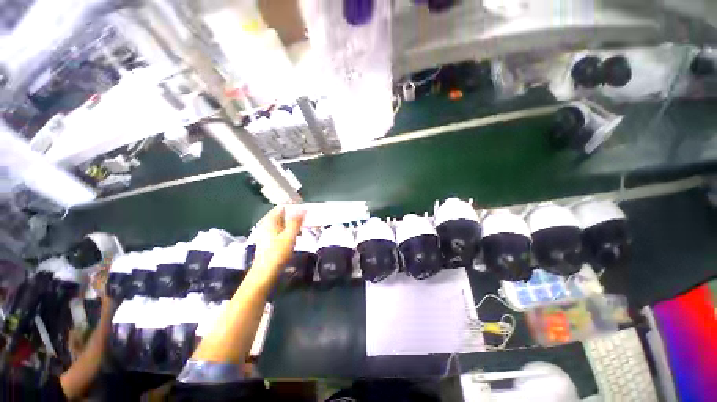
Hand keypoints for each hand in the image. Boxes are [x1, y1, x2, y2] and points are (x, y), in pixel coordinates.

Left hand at [250, 205, 305, 282]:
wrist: (265, 273)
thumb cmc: (277, 253)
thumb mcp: (289, 236)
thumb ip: (296, 221)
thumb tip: (303, 208)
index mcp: (269, 221)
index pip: (282, 206)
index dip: (294, 206)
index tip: (306, 209)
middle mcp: (267, 224)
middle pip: (283, 214)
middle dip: (296, 215)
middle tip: (308, 219)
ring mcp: (267, 232)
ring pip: (283, 223)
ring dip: (294, 223)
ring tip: (305, 227)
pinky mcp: (270, 240)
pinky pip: (282, 230)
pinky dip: (290, 230)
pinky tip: (297, 235)